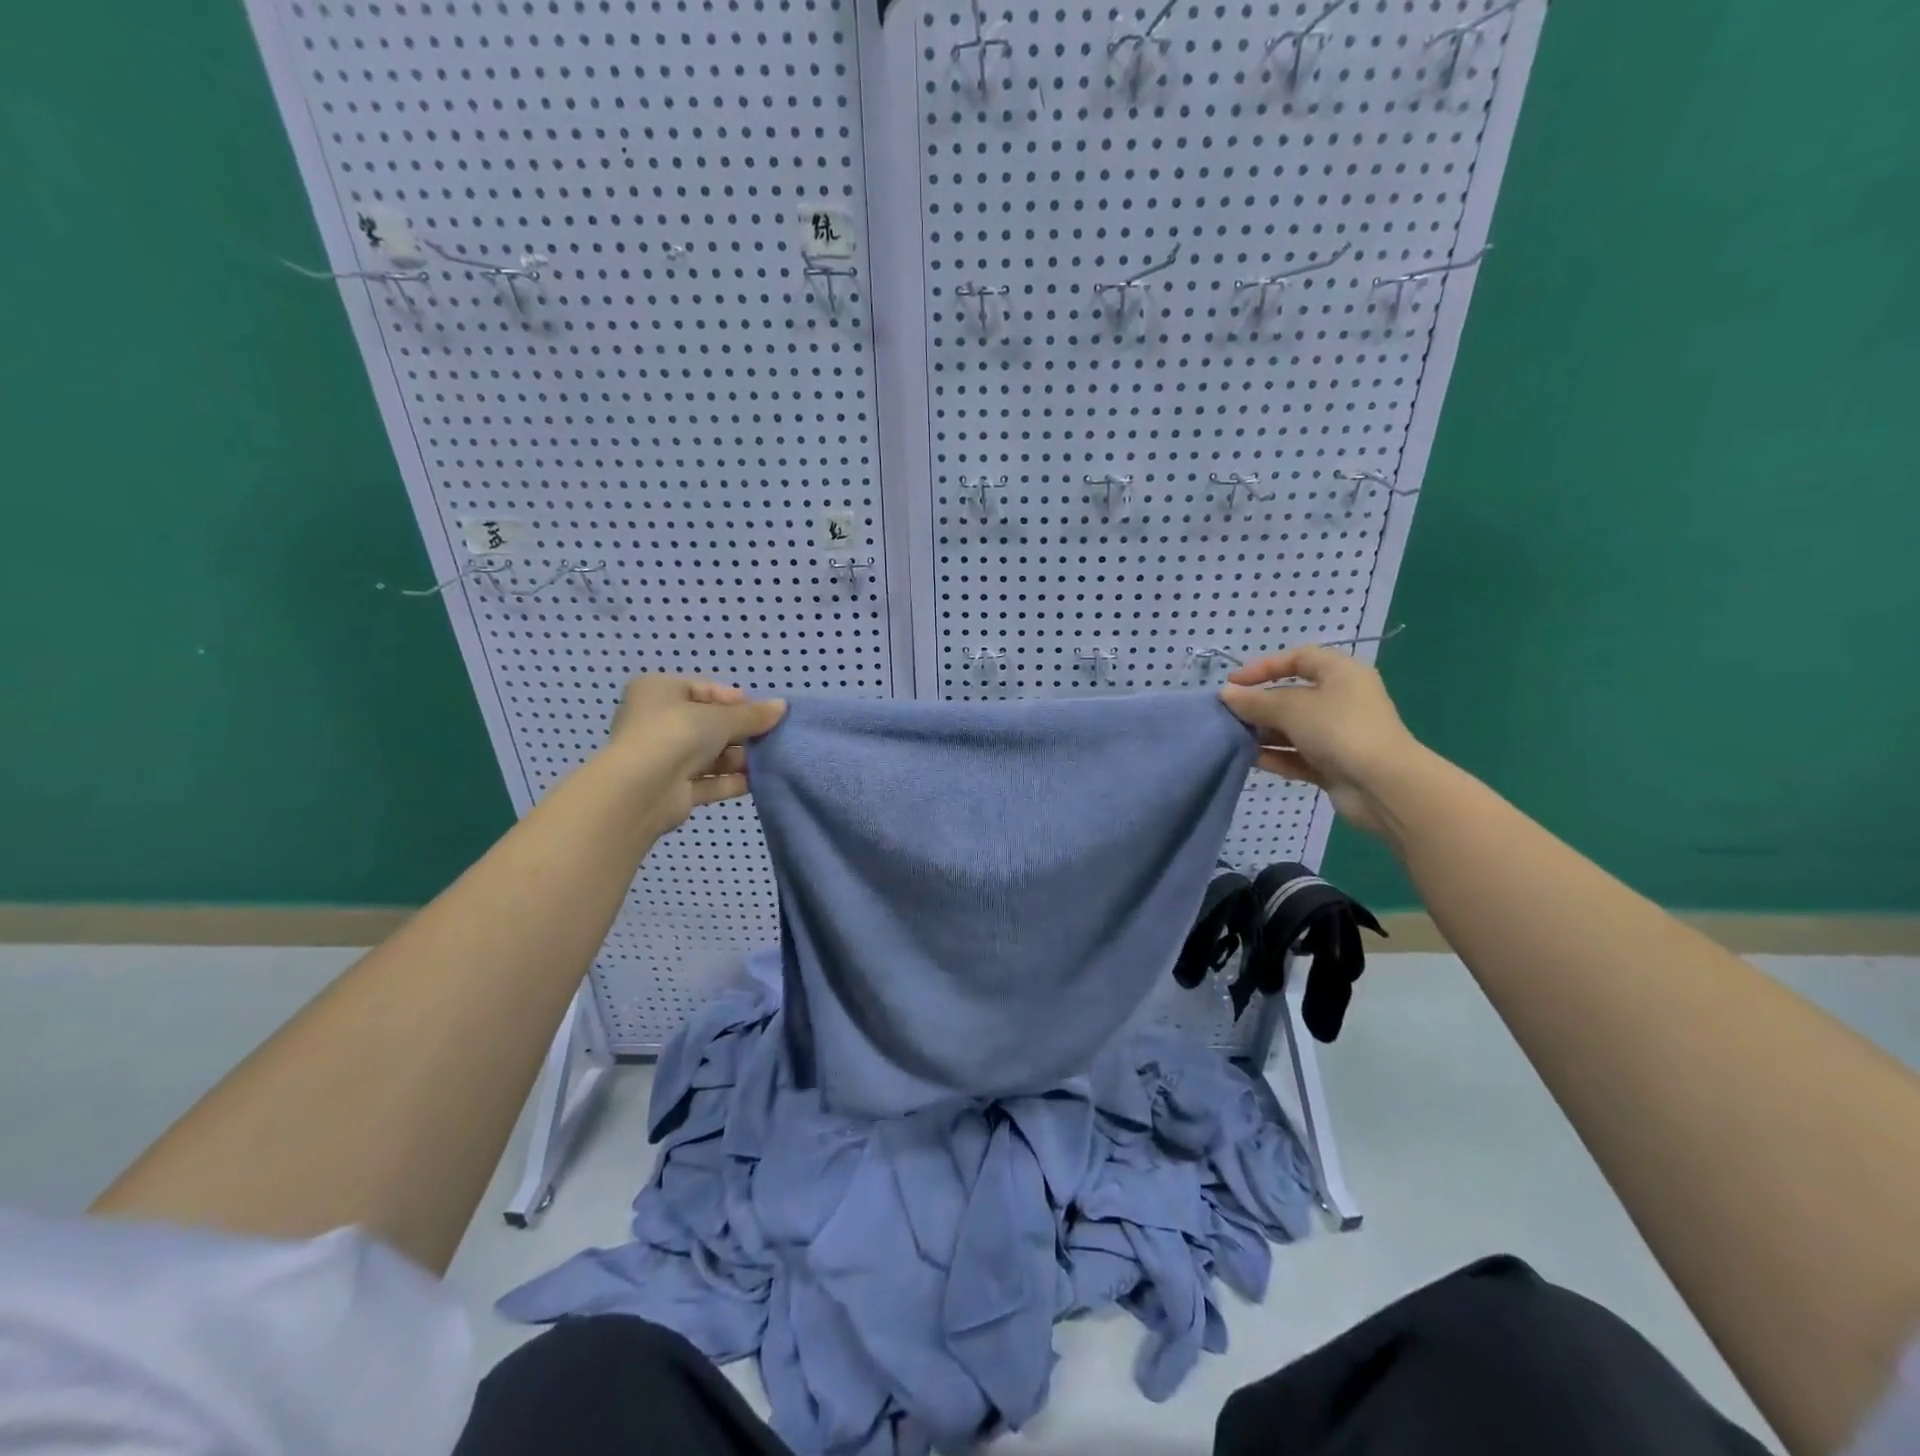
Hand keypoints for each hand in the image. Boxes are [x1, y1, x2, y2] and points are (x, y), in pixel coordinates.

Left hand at [602, 676, 786, 837]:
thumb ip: (753, 715)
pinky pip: (708, 781)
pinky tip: (759, 781)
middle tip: (771, 736)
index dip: (734, 699)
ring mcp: (663, 758)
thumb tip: (782, 706)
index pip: (702, 689)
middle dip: (740, 732)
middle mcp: (656, 722)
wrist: (643, 788)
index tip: (761, 710)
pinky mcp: (673, 790)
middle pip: (708, 724)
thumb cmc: (677, 733)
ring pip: (709, 755)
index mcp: (658, 691)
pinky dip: (731, 781)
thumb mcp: (721, 717)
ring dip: (739, 759)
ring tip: (770, 760)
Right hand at [1218, 647, 1421, 835]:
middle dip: (1259, 705)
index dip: (1265, 666)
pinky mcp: (1334, 765)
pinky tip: (1250, 760)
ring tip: (1232, 738)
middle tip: (1227, 714)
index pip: (1299, 658)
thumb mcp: (1292, 708)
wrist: (1382, 786)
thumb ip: (1255, 701)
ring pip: (1293, 728)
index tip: (1234, 682)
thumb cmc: (1339, 730)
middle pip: (1292, 695)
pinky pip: (1298, 756)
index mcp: (1341, 674)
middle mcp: (1342, 700)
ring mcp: (1338, 735)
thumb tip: (1226, 695)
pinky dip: (1276, 756)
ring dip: (1263, 733)